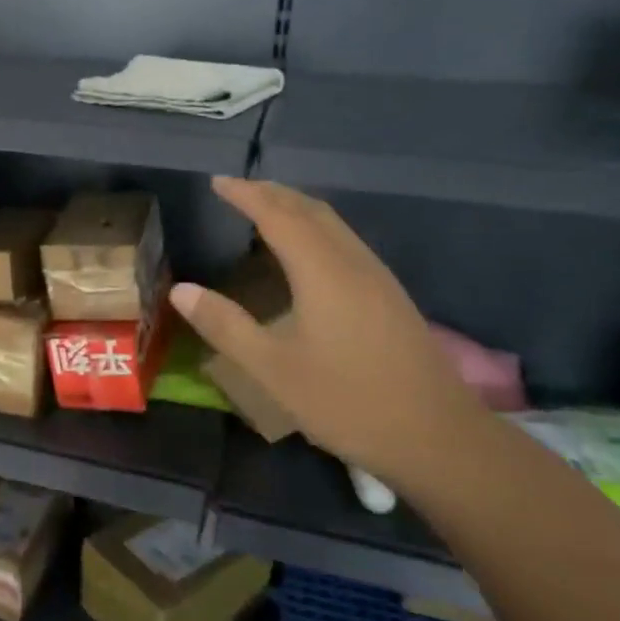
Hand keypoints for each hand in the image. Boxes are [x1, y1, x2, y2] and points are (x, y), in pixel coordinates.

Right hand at [172, 178, 488, 483]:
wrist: (439, 438)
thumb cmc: (348, 402)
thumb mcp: (273, 369)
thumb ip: (225, 326)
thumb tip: (180, 290)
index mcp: (322, 272)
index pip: (277, 216)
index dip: (246, 195)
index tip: (216, 182)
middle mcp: (353, 263)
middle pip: (310, 210)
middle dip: (272, 193)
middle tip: (236, 189)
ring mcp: (378, 279)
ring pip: (333, 224)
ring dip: (296, 208)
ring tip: (265, 210)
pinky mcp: (390, 297)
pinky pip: (345, 242)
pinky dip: (316, 229)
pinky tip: (307, 253)